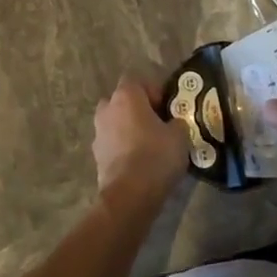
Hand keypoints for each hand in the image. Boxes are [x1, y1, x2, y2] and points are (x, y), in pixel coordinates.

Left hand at [92, 77, 188, 206]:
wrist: (129, 195)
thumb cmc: (156, 156)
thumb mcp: (180, 135)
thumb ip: (177, 122)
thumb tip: (174, 123)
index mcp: (126, 96)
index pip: (137, 80)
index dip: (153, 91)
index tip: (166, 108)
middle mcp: (107, 108)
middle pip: (123, 101)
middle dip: (138, 110)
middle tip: (157, 125)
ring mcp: (98, 132)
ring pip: (116, 122)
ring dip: (129, 129)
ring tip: (149, 146)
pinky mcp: (96, 155)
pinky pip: (112, 143)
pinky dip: (123, 148)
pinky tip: (139, 163)